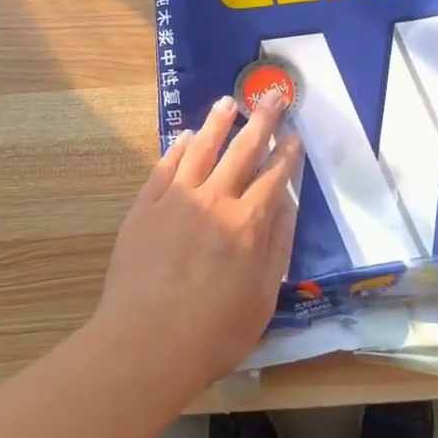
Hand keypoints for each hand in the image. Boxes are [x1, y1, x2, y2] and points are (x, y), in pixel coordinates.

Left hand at [87, 93, 301, 397]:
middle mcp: (214, 200)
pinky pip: (164, 168)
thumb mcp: (263, 295)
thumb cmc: (215, 331)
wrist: (147, 342)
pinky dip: (177, 149)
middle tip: (272, 96)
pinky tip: (185, 137)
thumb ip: (277, 245)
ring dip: (217, 123)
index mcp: (248, 223)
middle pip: (242, 151)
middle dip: (261, 121)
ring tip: (228, 102)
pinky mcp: (144, 208)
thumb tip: (287, 204)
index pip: (274, 177)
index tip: (293, 135)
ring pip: (201, 150)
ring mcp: (175, 200)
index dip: (286, 154)